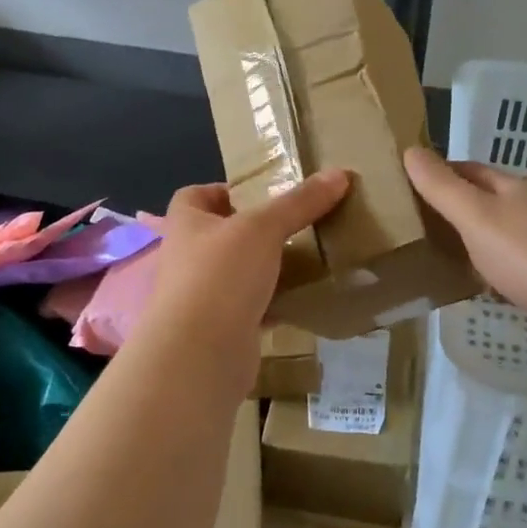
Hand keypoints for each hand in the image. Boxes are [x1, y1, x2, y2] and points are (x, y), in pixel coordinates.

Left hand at [141, 170, 351, 353]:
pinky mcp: (221, 329)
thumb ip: (299, 202)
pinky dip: (274, 303)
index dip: (223, 190)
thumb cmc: (220, 275)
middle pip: (220, 235)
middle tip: (295, 223)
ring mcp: (202, 297)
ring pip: (238, 274)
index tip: (261, 193)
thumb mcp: (263, 228)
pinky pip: (252, 308)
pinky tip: (304, 298)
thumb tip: (340, 173)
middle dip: (254, 230)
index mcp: (186, 224)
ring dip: (265, 268)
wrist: (200, 354)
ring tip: (307, 257)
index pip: (195, 196)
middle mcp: (188, 258)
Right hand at [404, 147, 526, 343]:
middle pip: (483, 202)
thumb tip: (410, 150)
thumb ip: (443, 188)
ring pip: (495, 237)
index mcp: (511, 189)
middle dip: (449, 208)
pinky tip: (472, 288)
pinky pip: (508, 268)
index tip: (402, 186)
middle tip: (407, 225)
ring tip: (428, 256)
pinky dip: (487, 272)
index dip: (437, 173)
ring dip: (467, 242)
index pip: (467, 170)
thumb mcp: (477, 217)